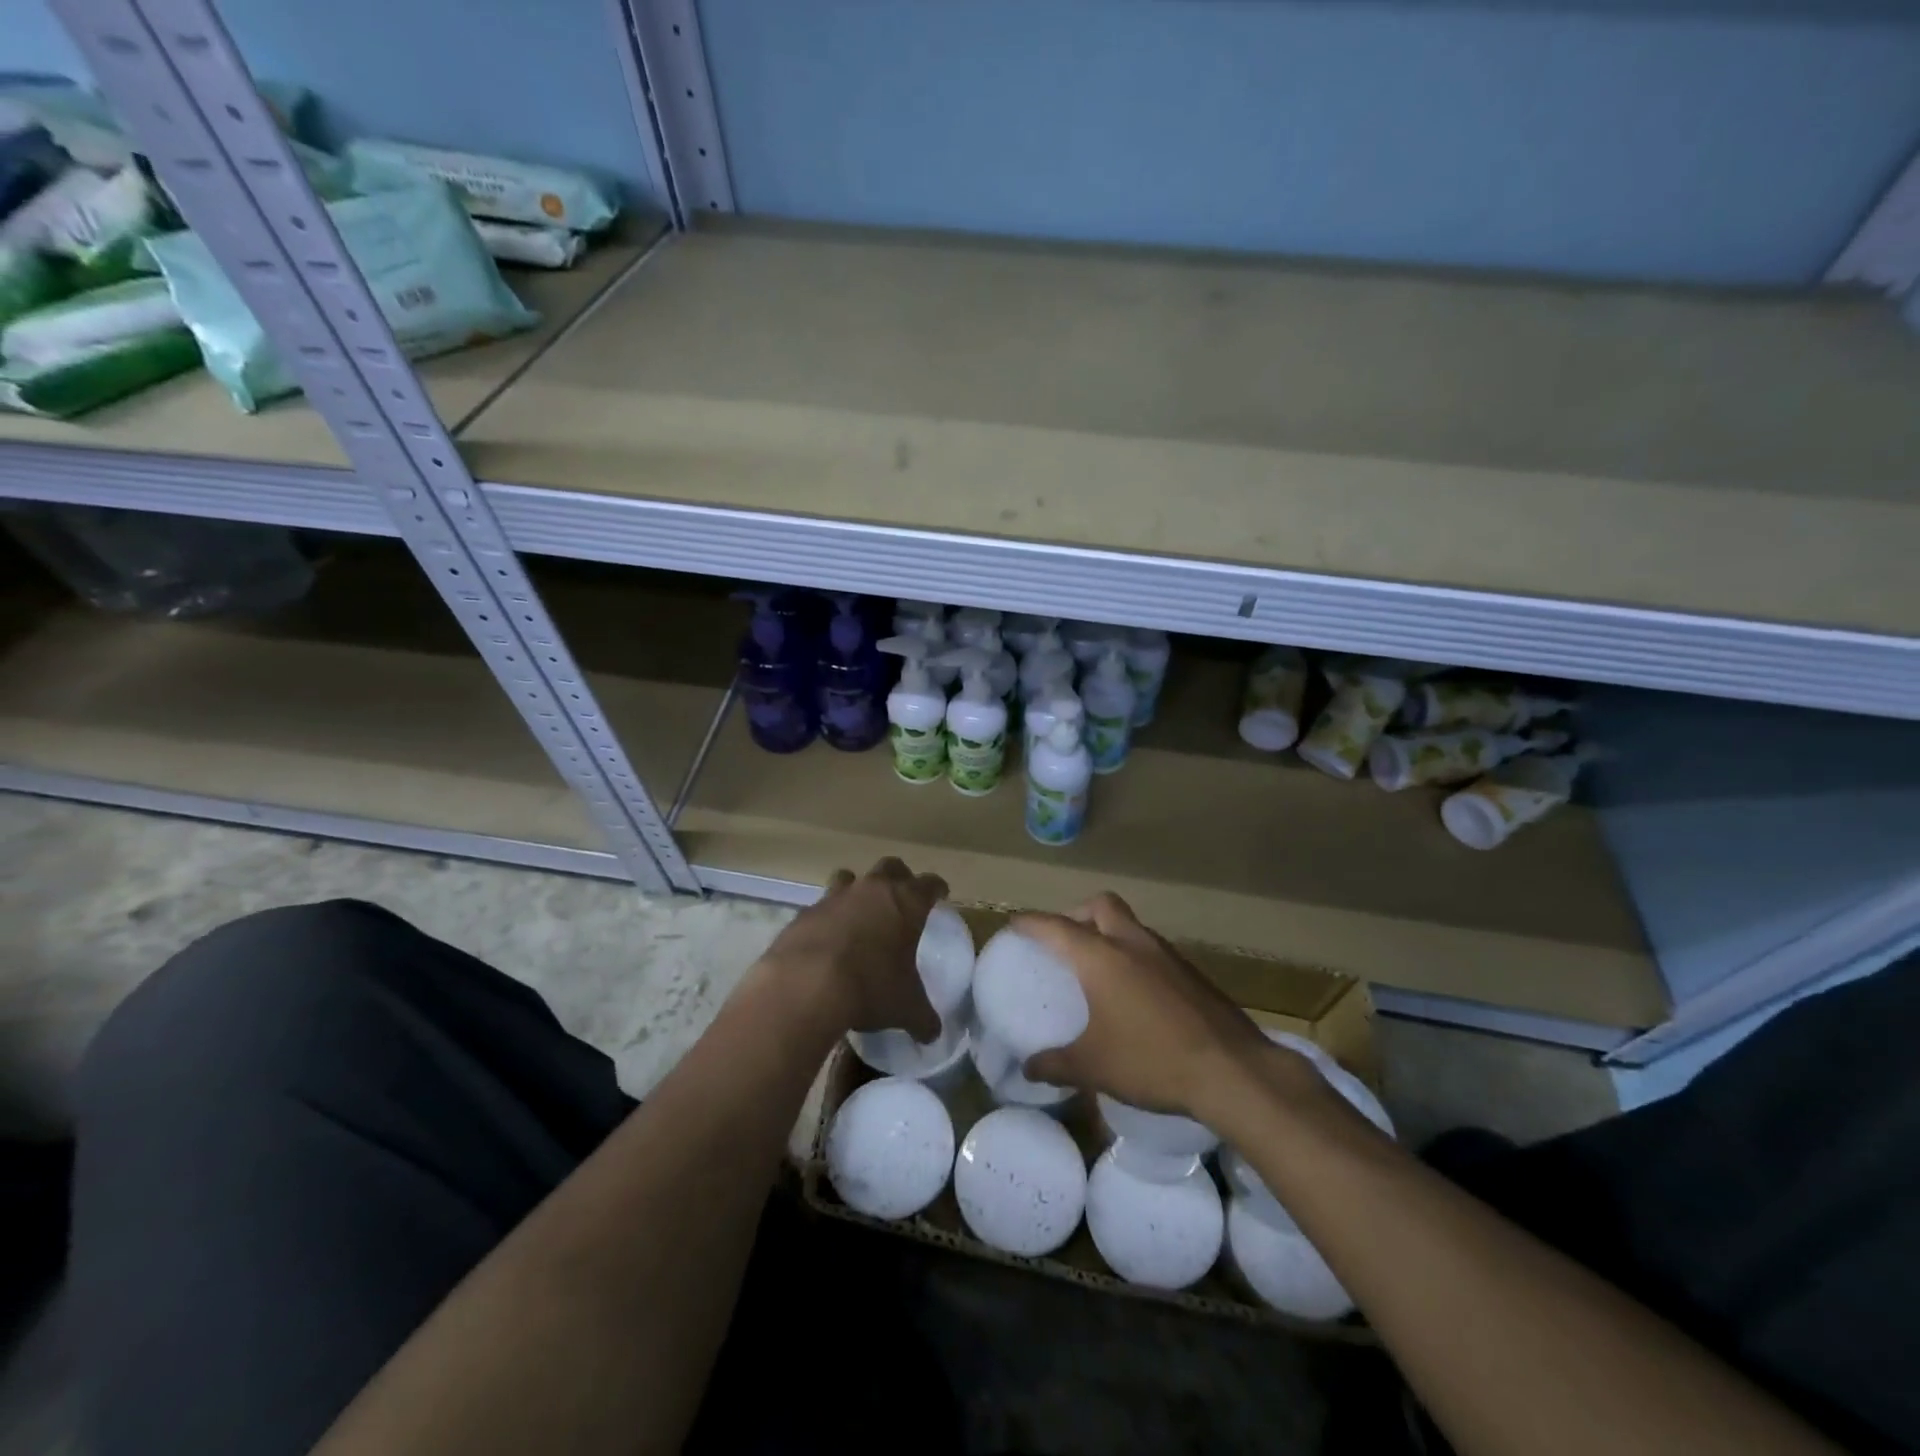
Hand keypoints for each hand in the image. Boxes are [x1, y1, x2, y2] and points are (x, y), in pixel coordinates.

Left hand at [760, 858, 945, 1040]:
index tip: (940, 895)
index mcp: (907, 903)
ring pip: (850, 877)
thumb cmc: (870, 987)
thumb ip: (923, 1018)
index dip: (937, 889)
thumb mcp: (905, 1008)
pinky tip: (826, 938)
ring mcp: (836, 896)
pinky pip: (821, 905)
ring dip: (857, 889)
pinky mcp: (806, 912)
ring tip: (859, 912)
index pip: (930, 884)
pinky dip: (827, 916)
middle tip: (901, 897)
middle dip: (899, 878)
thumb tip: (933, 1034)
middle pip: (891, 867)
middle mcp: (873, 890)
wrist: (806, 985)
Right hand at [1017, 893, 1278, 1121]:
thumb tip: (1027, 1068)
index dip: (1030, 923)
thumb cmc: (1151, 1060)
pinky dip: (1133, 955)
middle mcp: (1132, 943)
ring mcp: (1166, 954)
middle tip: (1063, 942)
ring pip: (1129, 924)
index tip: (1013, 924)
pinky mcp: (1191, 972)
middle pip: (1100, 906)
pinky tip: (1133, 992)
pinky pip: (1151, 948)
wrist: (1232, 1070)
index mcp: (1101, 957)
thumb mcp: (1093, 1067)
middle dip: (1076, 914)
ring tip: (1096, 968)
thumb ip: (1055, 1064)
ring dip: (1108, 933)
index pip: (1055, 926)